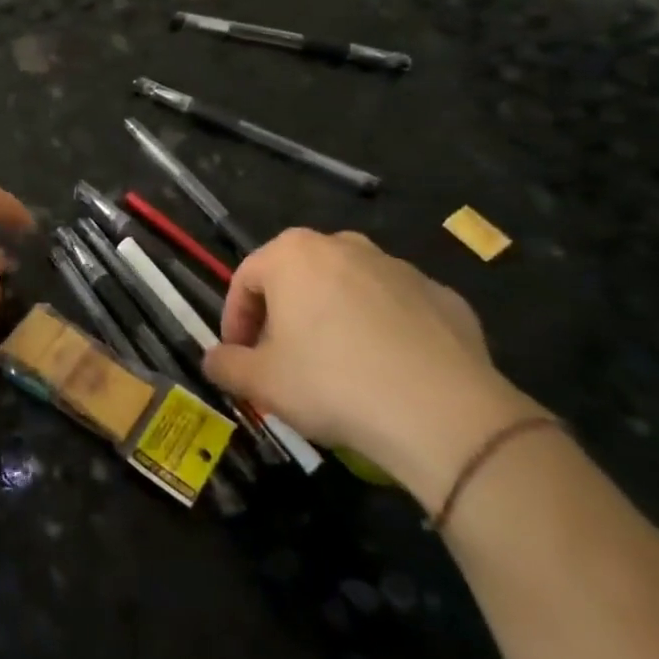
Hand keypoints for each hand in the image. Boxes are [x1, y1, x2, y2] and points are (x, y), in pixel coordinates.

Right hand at [203, 230, 536, 505]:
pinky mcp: (444, 296)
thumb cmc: (332, 384)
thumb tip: (213, 359)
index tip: (238, 357)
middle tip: (283, 362)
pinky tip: (388, 374)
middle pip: (297, 278)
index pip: (245, 280)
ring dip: (333, 320)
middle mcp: (344, 245)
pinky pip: (398, 310)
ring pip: (349, 290)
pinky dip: (384, 332)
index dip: (235, 320)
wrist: (444, 413)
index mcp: (292, 254)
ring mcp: (399, 267)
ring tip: (338, 369)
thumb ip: (225, 365)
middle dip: (284, 316)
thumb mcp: (261, 383)